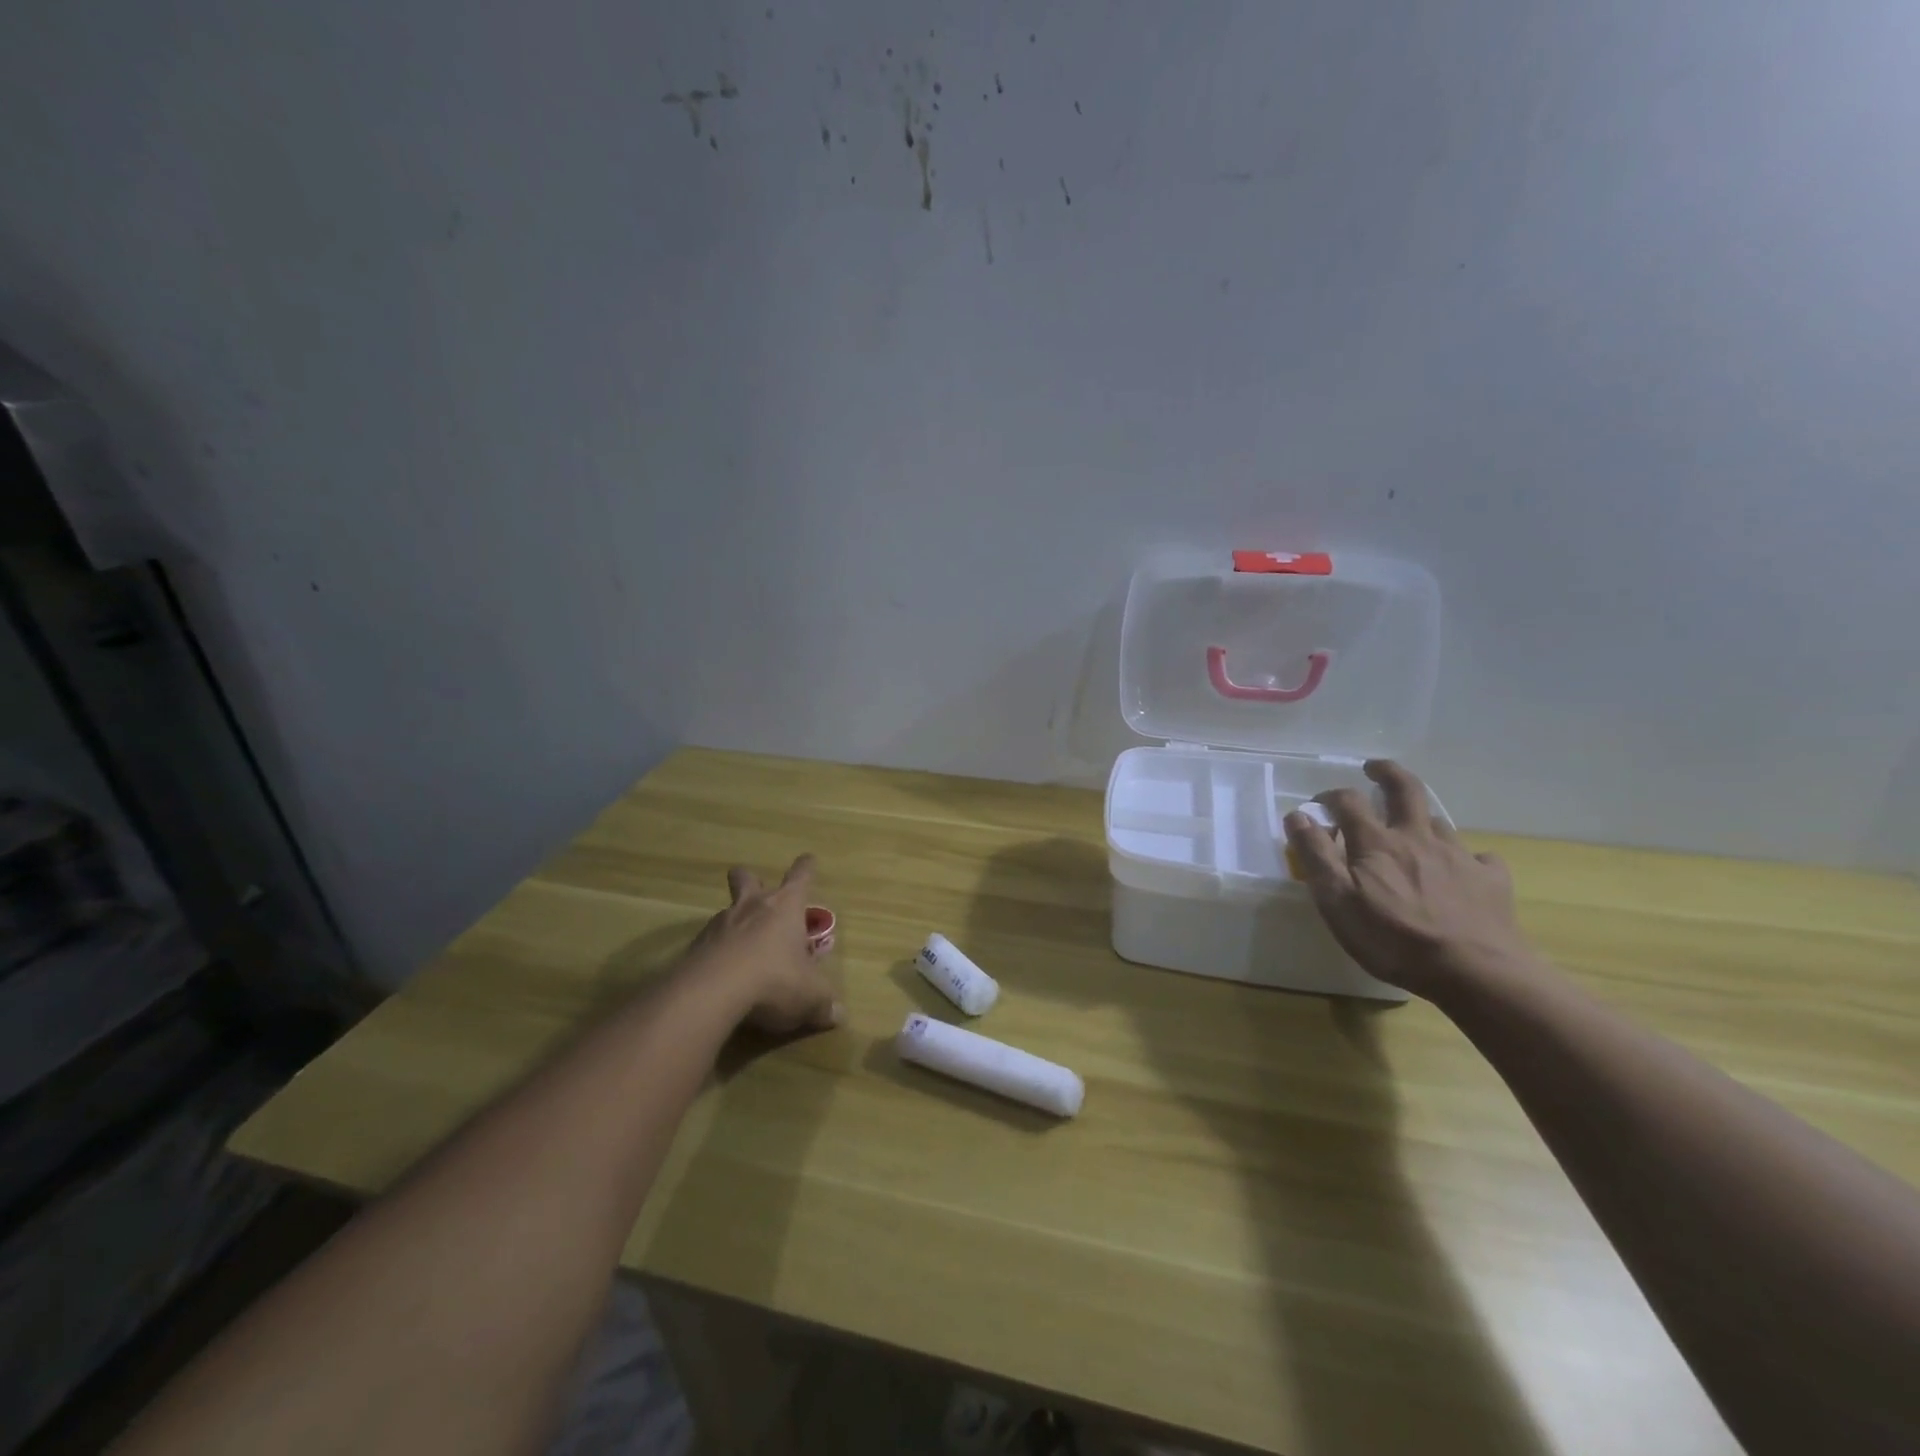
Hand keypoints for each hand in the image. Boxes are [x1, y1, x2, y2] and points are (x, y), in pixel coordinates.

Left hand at [683, 855, 842, 1034]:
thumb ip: (824, 1004)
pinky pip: (709, 942)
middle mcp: (752, 906)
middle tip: (757, 892)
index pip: (800, 876)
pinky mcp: (695, 947)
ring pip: (727, 911)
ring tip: (743, 950)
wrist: (711, 993)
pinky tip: (722, 975)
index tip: (807, 860)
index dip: (806, 868)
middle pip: (747, 878)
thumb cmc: (773, 980)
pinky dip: (717, 953)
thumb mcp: (809, 997)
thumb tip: (838, 1016)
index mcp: (785, 907)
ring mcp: (719, 924)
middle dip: (751, 879)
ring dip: (735, 923)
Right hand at [1283, 760, 1529, 997]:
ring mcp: (1458, 856)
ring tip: (1413, 828)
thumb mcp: (1337, 901)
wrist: (1476, 972)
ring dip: (1421, 818)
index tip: (1319, 803)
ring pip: (1439, 822)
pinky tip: (1466, 868)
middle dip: (1387, 773)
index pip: (1349, 802)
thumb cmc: (1394, 939)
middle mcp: (1417, 838)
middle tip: (1375, 768)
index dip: (1332, 796)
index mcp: (1376, 843)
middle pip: (1405, 790)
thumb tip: (1297, 815)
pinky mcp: (1490, 880)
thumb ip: (1315, 855)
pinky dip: (1468, 857)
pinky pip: (1479, 858)